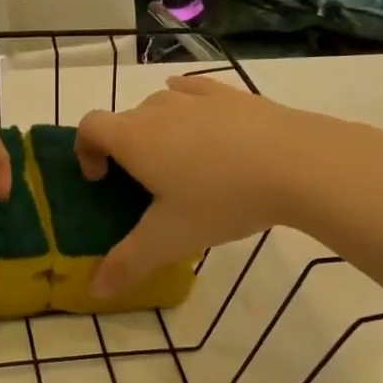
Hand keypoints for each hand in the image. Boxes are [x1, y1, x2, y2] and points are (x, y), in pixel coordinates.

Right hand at [75, 75, 350, 295]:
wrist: (297, 163)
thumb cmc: (221, 199)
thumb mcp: (170, 239)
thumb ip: (128, 264)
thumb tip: (95, 291)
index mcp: (134, 138)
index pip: (89, 126)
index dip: (85, 149)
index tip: (101, 179)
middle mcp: (158, 108)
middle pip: (124, 119)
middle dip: (123, 148)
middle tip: (144, 185)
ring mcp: (196, 97)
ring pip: (160, 105)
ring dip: (156, 128)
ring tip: (179, 162)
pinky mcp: (231, 94)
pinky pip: (195, 91)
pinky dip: (187, 105)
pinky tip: (203, 123)